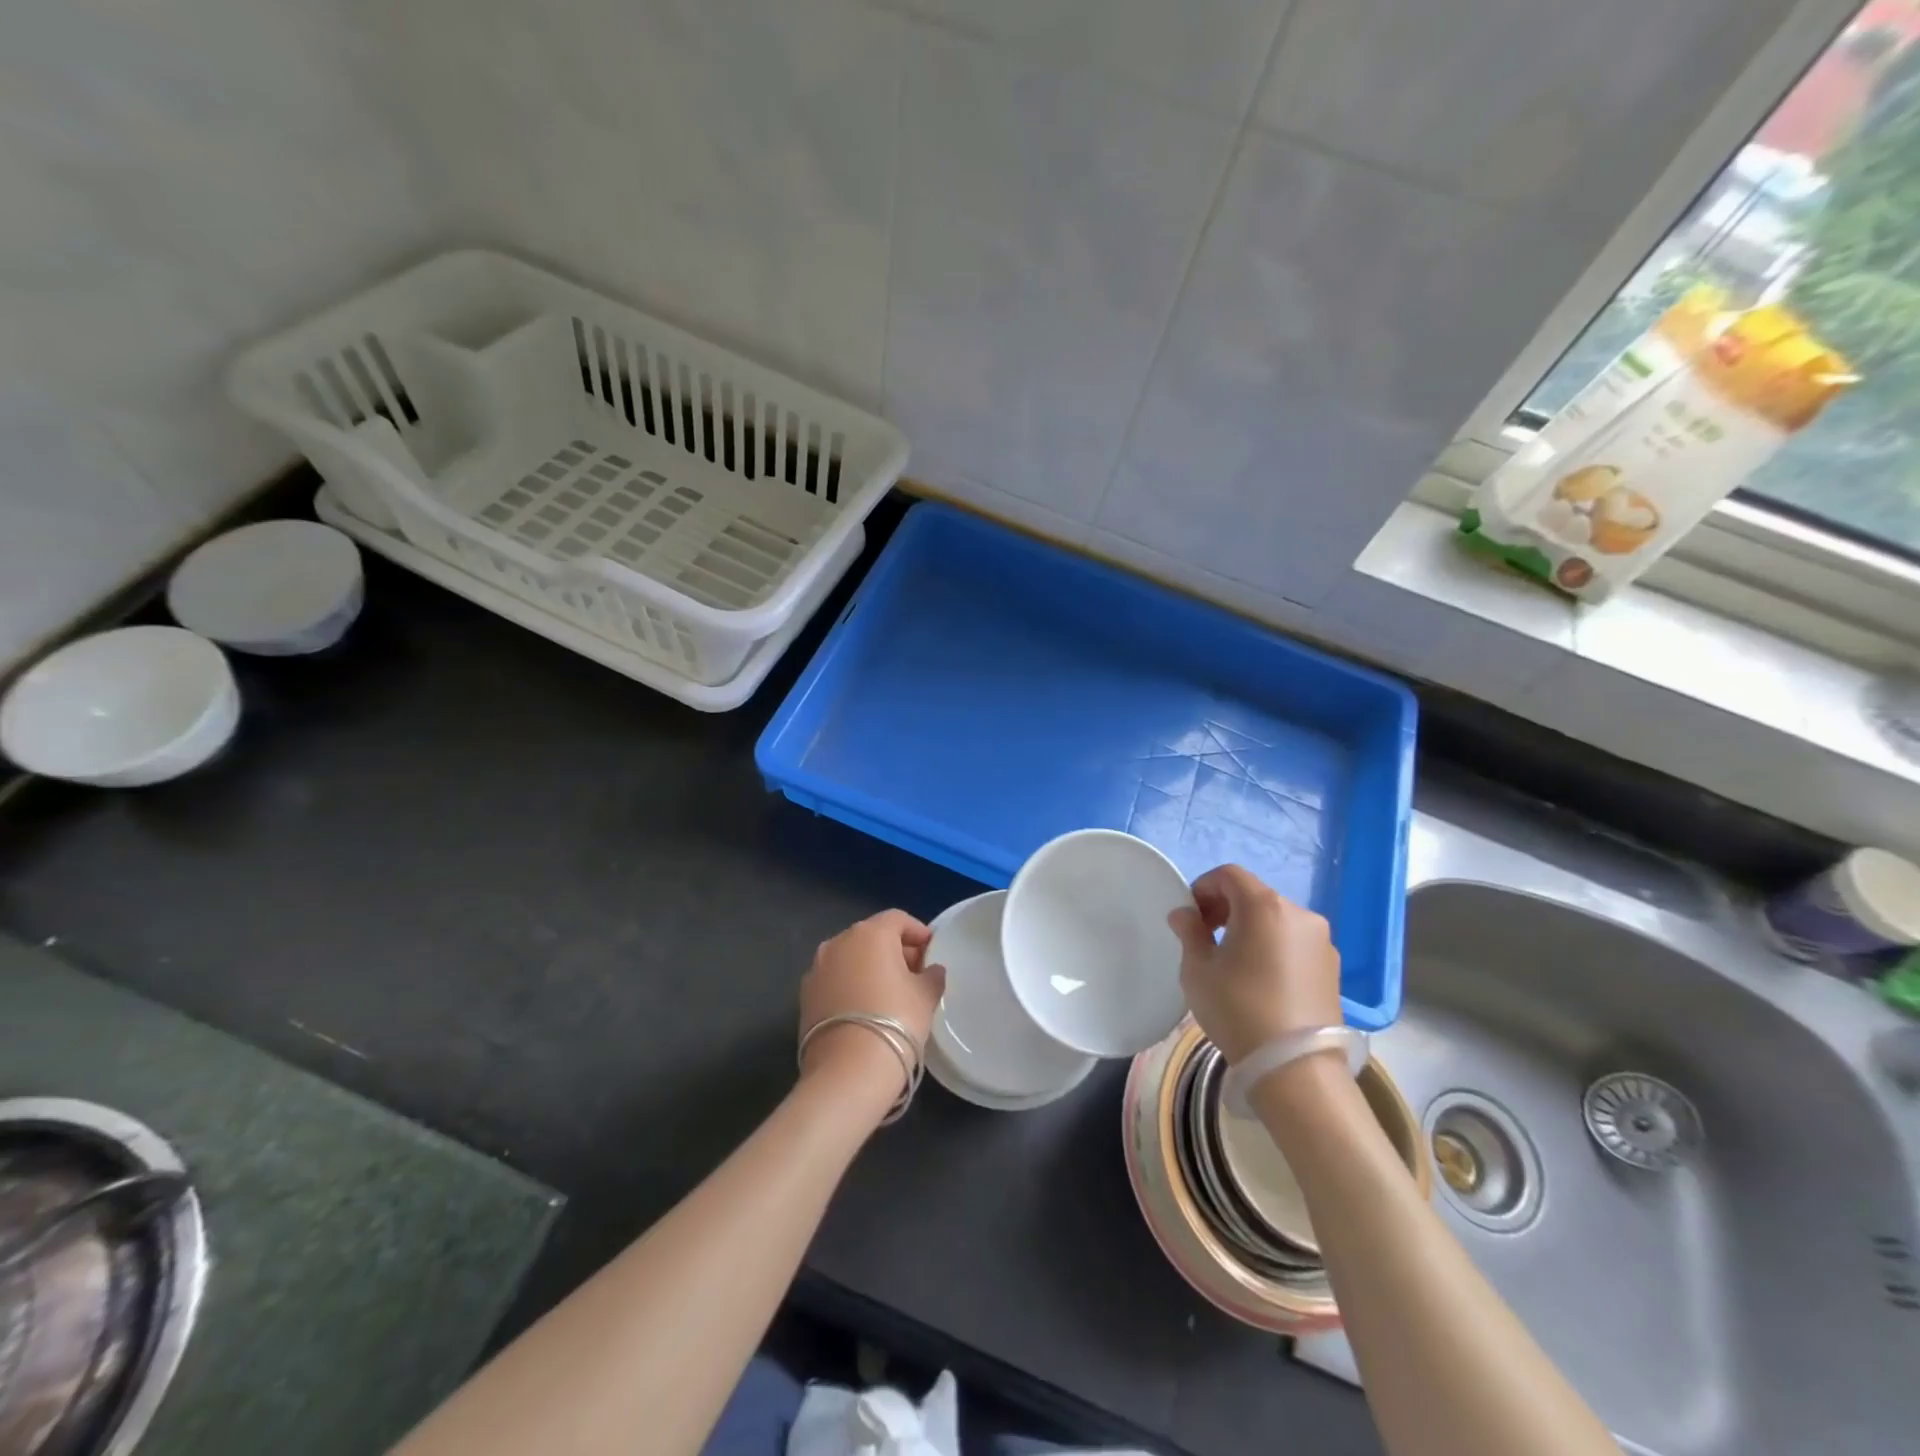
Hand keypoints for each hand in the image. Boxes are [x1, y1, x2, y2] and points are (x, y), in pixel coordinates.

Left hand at [799, 911, 946, 1105]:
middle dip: (894, 949)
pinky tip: (865, 1009)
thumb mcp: (926, 996)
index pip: (898, 919)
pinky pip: (835, 979)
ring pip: (850, 957)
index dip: (917, 932)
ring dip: (869, 967)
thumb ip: (931, 976)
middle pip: (872, 936)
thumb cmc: (896, 1021)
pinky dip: (850, 985)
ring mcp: (817, 968)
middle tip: (914, 973)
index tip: (931, 951)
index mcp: (870, 933)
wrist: (848, 1071)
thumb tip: (931, 970)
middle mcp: (838, 942)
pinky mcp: (804, 995)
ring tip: (889, 993)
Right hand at [1168, 865, 1341, 1064]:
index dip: (1204, 887)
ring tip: (1235, 962)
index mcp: (1264, 906)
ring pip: (1276, 919)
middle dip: (1227, 908)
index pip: (1229, 875)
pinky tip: (1261, 980)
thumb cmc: (1238, 1009)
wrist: (1296, 1068)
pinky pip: (1295, 942)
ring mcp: (1321, 941)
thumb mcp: (1198, 970)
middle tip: (1207, 937)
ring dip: (1252, 928)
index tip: (1191, 916)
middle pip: (1255, 895)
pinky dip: (1274, 947)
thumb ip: (1190, 933)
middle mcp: (1299, 914)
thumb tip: (1185, 914)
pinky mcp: (1333, 968)